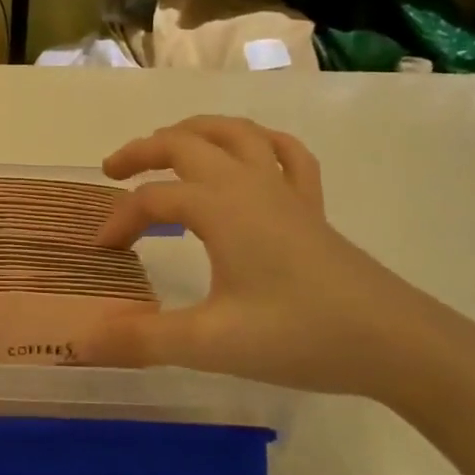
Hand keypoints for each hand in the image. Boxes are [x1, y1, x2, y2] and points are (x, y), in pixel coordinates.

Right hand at [90, 116, 474, 400]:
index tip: (102, 251)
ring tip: (168, 145)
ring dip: (194, 131)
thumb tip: (80, 342)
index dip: (119, 220)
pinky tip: (250, 155)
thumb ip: (141, 339)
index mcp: (220, 207)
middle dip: (143, 150)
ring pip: (234, 132)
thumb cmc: (299, 335)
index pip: (152, 199)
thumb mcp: (211, 342)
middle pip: (185, 143)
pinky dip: (259, 142)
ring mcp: (285, 190)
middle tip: (112, 171)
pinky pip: (284, 153)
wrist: (394, 342)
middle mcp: (248, 183)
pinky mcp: (311, 206)